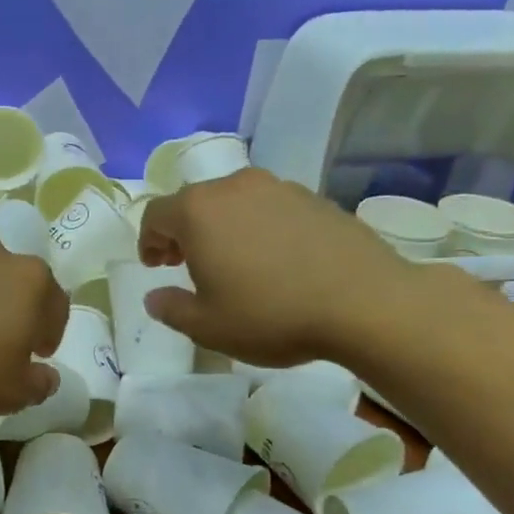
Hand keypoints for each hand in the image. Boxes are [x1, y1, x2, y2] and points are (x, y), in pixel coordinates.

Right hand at [137, 169, 421, 366]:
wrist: (364, 303)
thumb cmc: (271, 315)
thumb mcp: (208, 327)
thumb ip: (171, 309)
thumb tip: (154, 297)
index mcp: (198, 212)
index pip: (155, 215)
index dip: (148, 241)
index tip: (156, 266)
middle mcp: (234, 187)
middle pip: (193, 202)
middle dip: (182, 232)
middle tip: (186, 264)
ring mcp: (278, 187)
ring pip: (233, 201)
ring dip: (221, 226)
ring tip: (232, 261)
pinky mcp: (313, 197)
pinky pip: (269, 207)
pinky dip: (258, 226)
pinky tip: (274, 259)